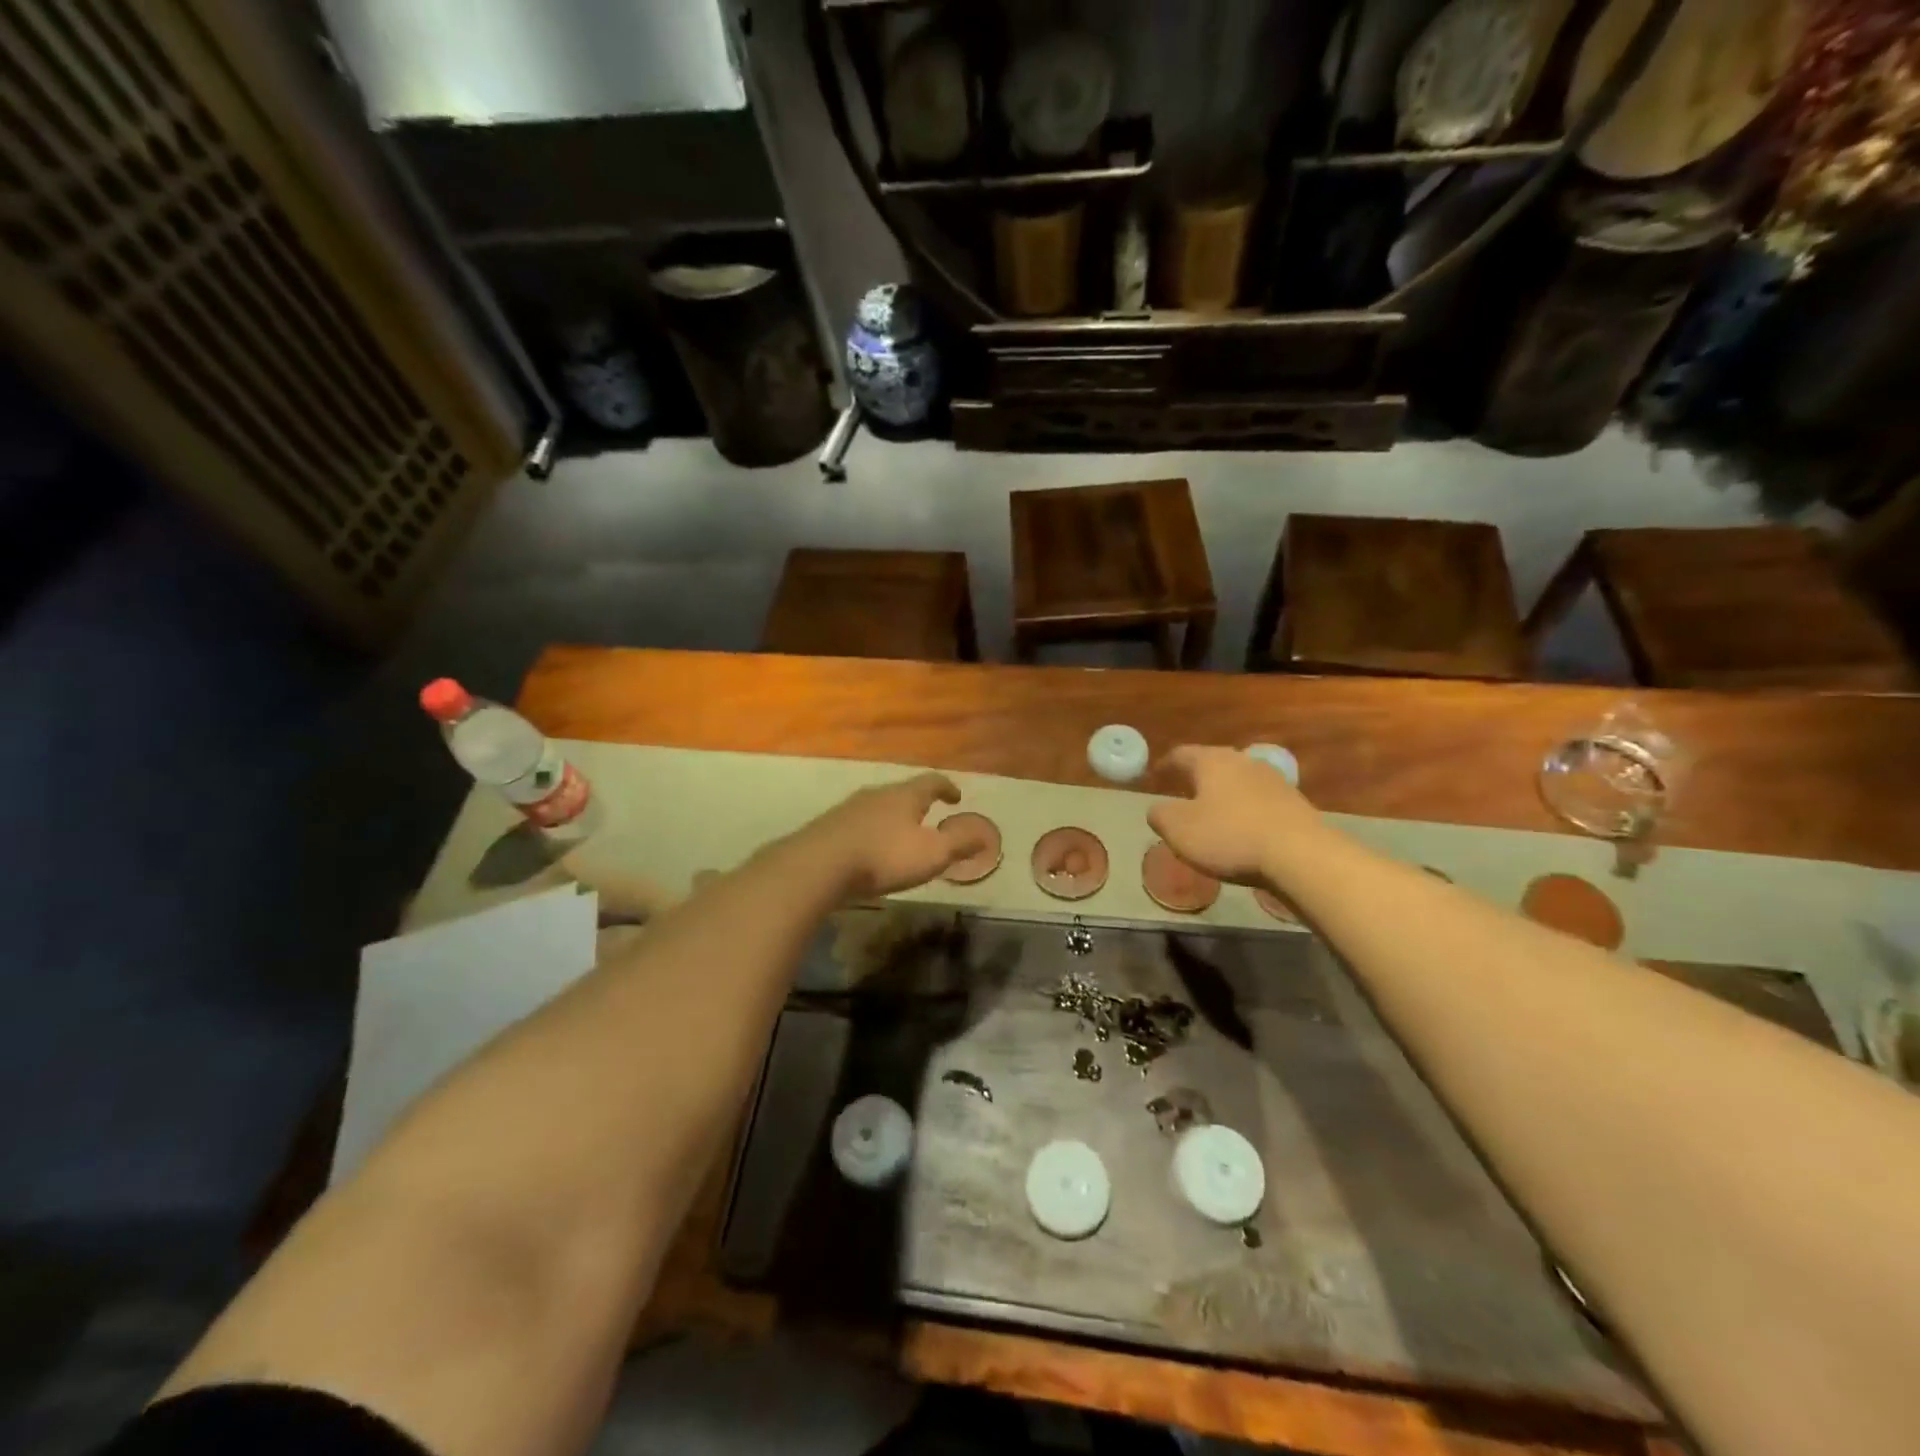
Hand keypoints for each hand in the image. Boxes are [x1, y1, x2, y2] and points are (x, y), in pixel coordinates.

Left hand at [800, 773, 988, 900]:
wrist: (818, 866)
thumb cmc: (883, 857)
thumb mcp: (932, 854)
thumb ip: (959, 844)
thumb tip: (984, 834)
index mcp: (905, 796)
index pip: (931, 782)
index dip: (946, 788)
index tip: (955, 796)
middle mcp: (876, 794)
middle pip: (901, 792)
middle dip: (916, 803)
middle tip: (928, 815)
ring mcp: (849, 809)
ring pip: (877, 807)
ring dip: (891, 818)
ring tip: (899, 834)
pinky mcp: (828, 828)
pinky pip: (857, 825)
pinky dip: (870, 832)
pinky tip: (868, 849)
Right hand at [1147, 745, 1322, 885]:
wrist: (1301, 855)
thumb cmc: (1230, 836)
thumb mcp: (1179, 829)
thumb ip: (1160, 815)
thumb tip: (1158, 809)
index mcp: (1212, 761)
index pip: (1181, 754)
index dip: (1165, 764)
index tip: (1155, 775)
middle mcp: (1243, 762)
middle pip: (1213, 763)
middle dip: (1197, 777)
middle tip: (1183, 792)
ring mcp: (1273, 781)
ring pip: (1239, 782)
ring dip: (1224, 795)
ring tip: (1213, 813)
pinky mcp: (1294, 803)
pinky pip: (1259, 802)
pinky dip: (1246, 811)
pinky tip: (1243, 831)